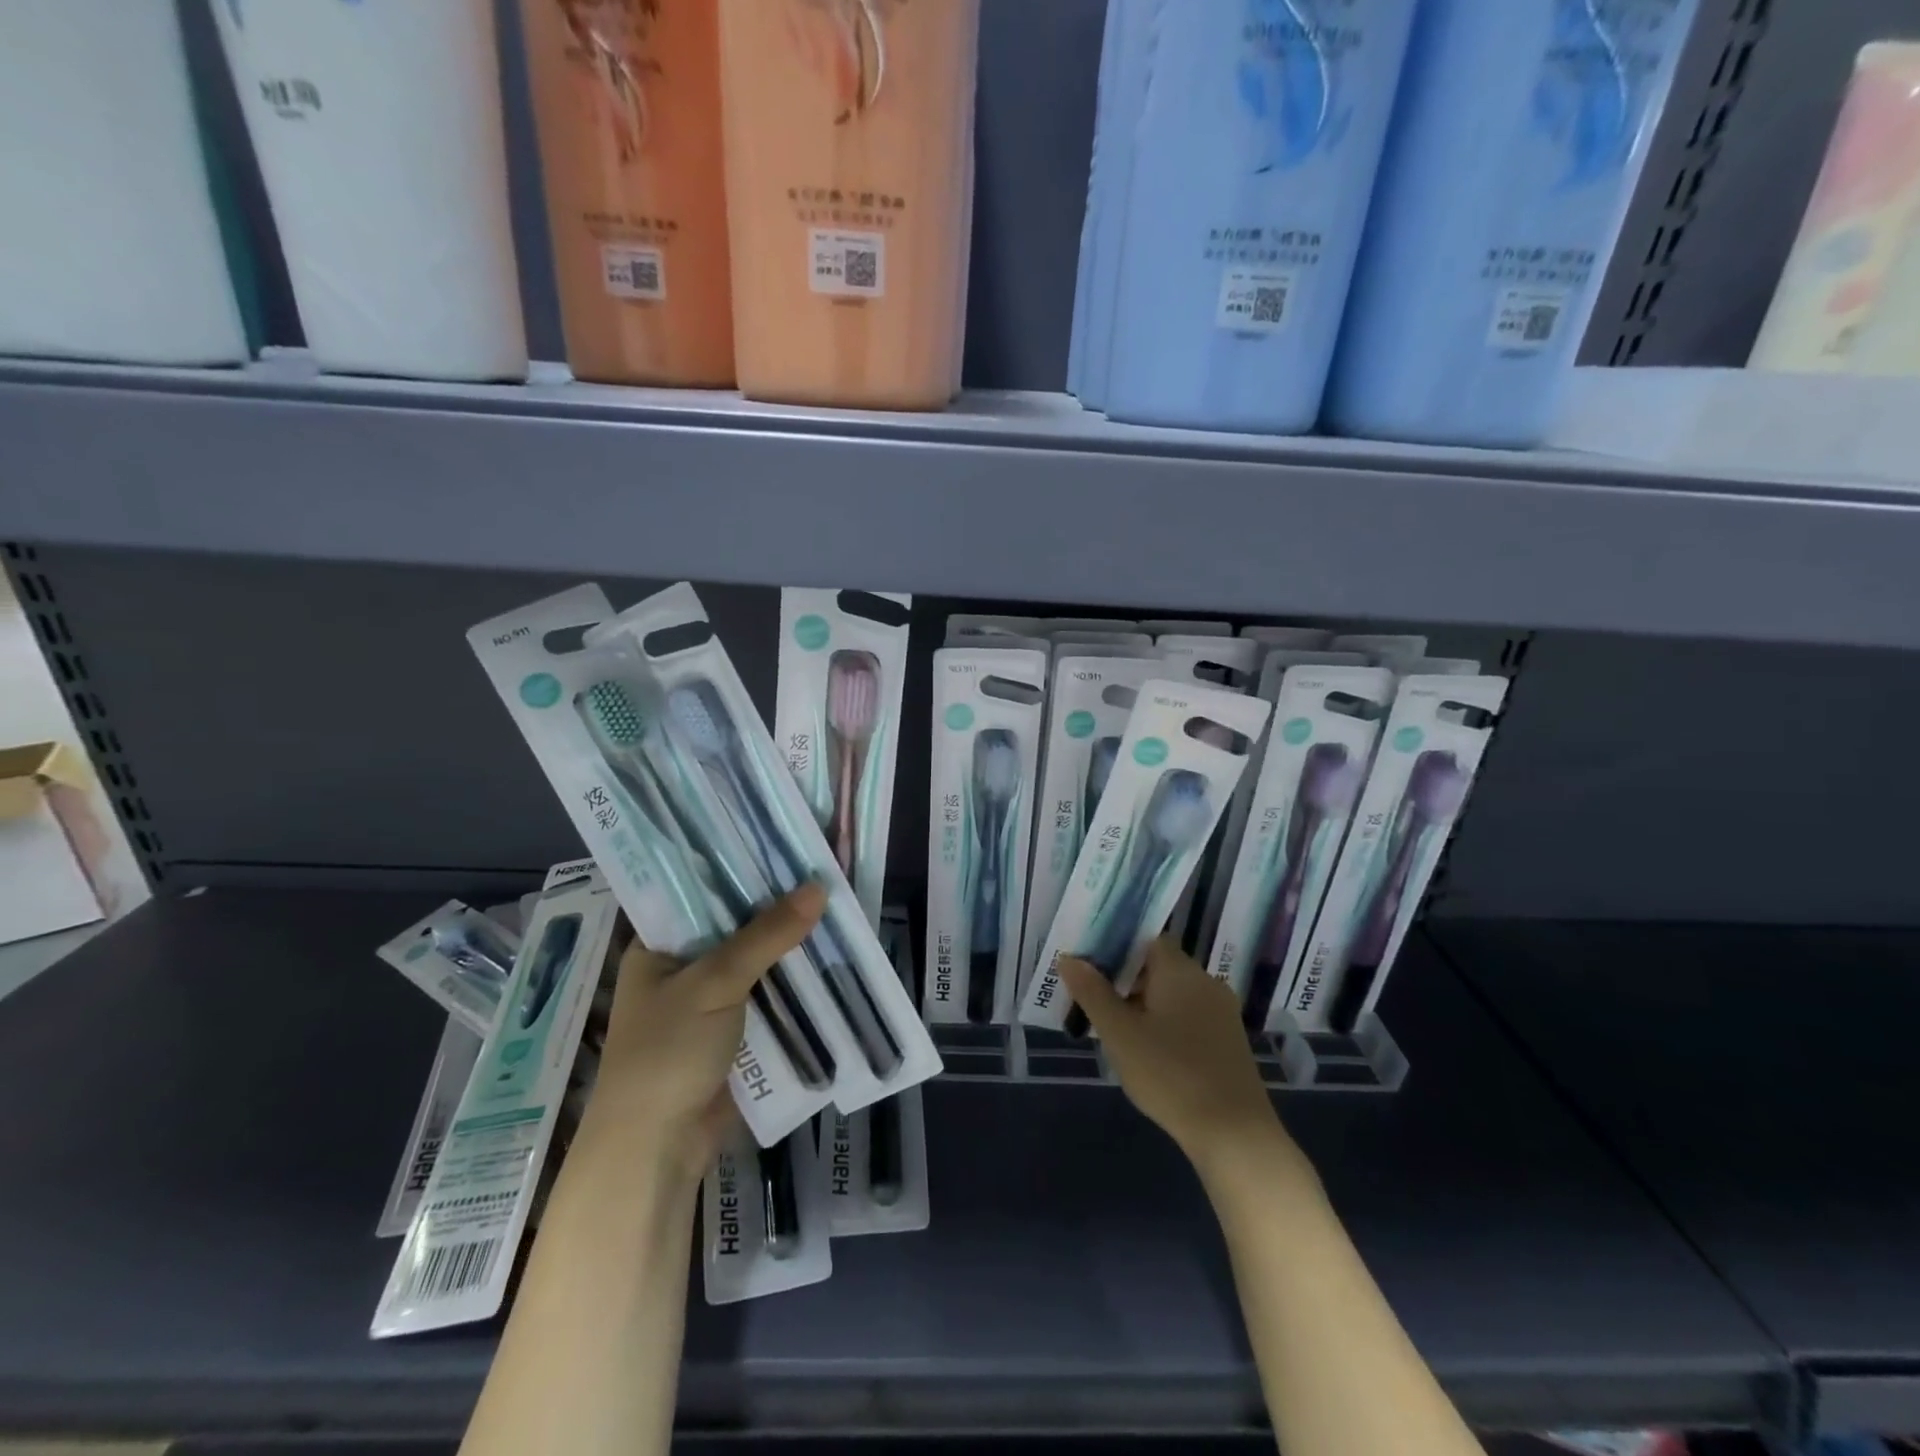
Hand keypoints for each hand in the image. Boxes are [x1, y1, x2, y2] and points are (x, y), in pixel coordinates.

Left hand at [585, 882, 826, 1182]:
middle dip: (777, 907)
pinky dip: (794, 980)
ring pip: (757, 960)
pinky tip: (829, 956)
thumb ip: (767, 935)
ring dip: (790, 944)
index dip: (742, 868)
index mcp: (659, 945)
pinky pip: (768, 994)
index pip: (702, 891)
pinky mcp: (734, 1031)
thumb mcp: (715, 982)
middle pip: (736, 926)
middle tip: (823, 870)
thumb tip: (819, 887)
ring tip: (837, 905)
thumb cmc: (668, 1052)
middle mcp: (683, 967)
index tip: (786, 844)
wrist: (658, 1148)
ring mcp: (709, 1001)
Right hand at [1060, 938, 1288, 1179]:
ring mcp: (1221, 1011)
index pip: (1145, 939)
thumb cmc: (1171, 1075)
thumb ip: (1093, 993)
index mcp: (1180, 970)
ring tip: (1114, 1027)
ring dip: (1144, 1003)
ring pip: (1173, 993)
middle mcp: (1205, 981)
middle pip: (1158, 965)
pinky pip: (1189, 1015)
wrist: (1234, 1134)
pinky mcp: (1228, 1040)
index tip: (1088, 965)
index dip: (1116, 946)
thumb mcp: (1120, 1034)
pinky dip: (1165, 1022)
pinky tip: (1147, 1050)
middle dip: (1125, 978)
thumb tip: (1069, 958)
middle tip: (1092, 999)